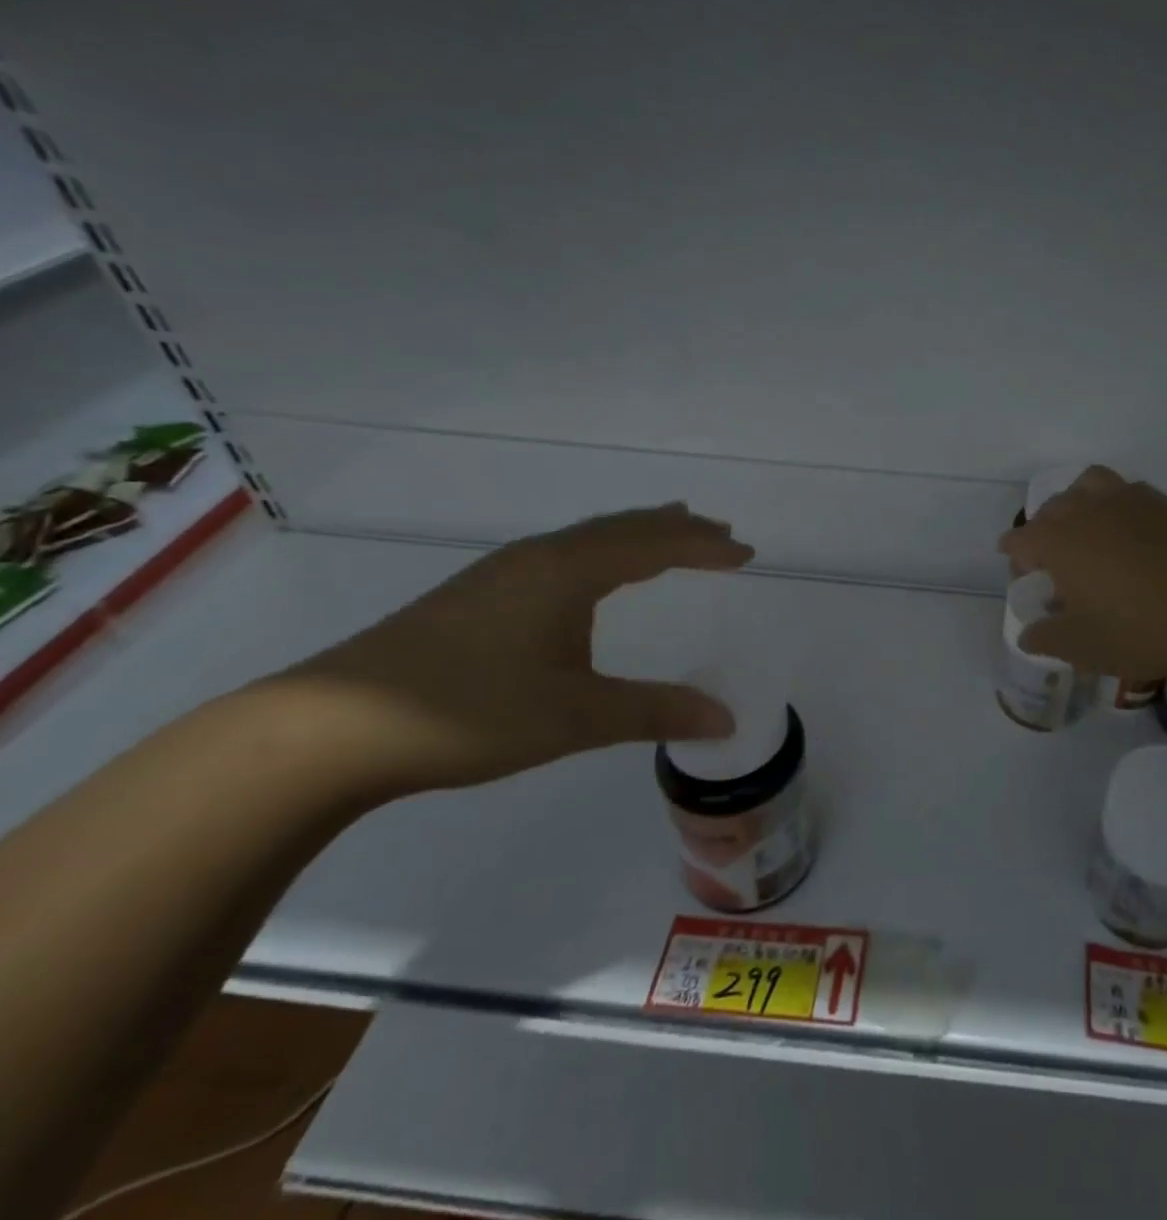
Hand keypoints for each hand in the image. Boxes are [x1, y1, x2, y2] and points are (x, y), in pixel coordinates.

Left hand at [262, 505, 753, 794]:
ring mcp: (502, 573)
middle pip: (624, 528)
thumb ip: (654, 712)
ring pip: (589, 538)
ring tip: (670, 537)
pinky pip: (564, 554)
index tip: (747, 551)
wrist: (328, 729)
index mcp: (569, 571)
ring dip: (637, 535)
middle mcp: (540, 558)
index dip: (705, 546)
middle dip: (677, 530)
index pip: (655, 544)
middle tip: (719, 534)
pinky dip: (603, 551)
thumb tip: (726, 720)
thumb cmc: (467, 712)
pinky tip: (593, 576)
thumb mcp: (574, 717)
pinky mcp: (477, 595)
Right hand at [998, 467, 1166, 681]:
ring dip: (1078, 504)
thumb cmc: (1134, 631)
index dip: (1016, 561)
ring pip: (1087, 486)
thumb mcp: (1078, 647)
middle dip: (1044, 533)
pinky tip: (1128, 536)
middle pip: (1050, 510)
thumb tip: (1030, 634)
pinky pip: (1125, 492)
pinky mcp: (1160, 503)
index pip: (1018, 541)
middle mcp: (1084, 509)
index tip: (1027, 582)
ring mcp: (1125, 500)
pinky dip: (1116, 506)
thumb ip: (1043, 637)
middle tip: (1057, 568)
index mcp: (1056, 540)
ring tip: (1088, 534)